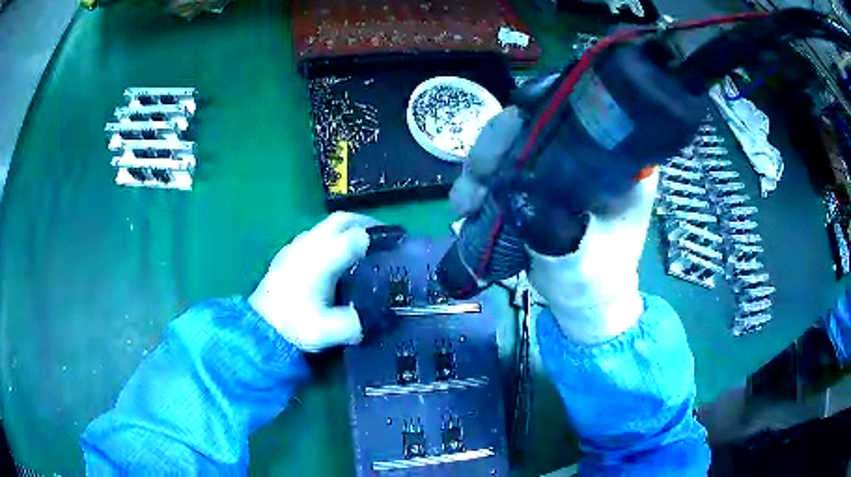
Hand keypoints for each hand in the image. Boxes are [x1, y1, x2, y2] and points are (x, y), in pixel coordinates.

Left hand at [248, 212, 376, 352]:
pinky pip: (315, 234)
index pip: (353, 237)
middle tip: (382, 234)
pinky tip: (335, 256)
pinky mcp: (288, 253)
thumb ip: (353, 324)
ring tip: (363, 244)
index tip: (395, 242)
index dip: (376, 236)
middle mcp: (308, 246)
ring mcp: (296, 247)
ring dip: (347, 228)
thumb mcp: (327, 332)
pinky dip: (332, 236)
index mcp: (320, 260)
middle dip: (365, 222)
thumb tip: (372, 317)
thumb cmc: (293, 326)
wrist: (259, 328)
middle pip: (340, 220)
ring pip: (326, 225)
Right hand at [451, 107, 657, 343]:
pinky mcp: (540, 180)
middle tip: (474, 179)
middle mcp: (590, 153)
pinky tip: (467, 204)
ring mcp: (561, 165)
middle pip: (535, 125)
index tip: (502, 151)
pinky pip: (505, 166)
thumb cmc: (594, 282)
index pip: (574, 117)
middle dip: (497, 147)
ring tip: (463, 202)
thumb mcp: (583, 256)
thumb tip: (517, 182)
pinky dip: (481, 180)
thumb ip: (557, 222)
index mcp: (618, 163)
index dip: (532, 123)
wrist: (583, 303)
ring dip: (482, 166)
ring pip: (514, 143)